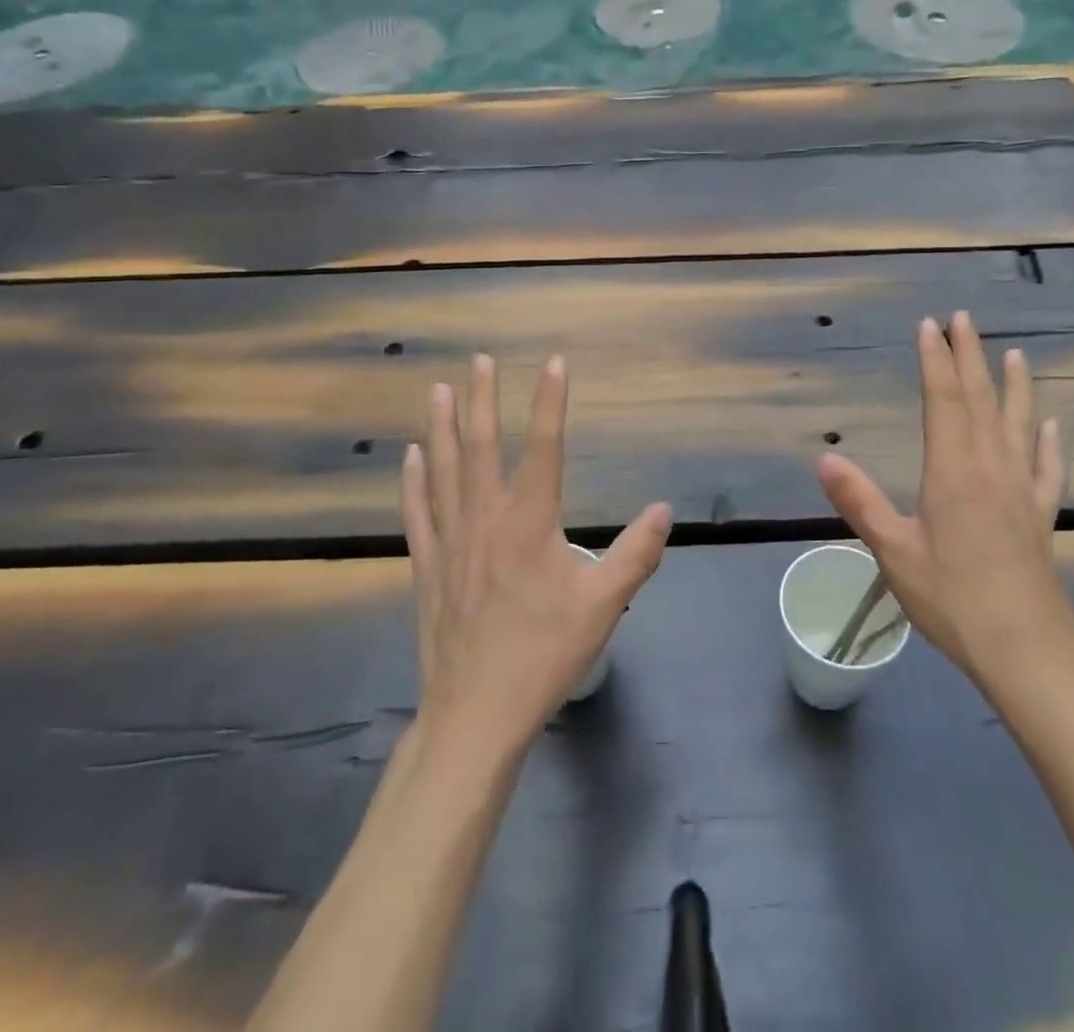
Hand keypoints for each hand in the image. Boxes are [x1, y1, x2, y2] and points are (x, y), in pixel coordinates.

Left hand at [403, 354, 670, 750]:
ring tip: (436, 389)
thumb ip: (636, 554)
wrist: (476, 713)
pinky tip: (411, 456)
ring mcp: (449, 540)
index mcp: (528, 524)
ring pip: (443, 470)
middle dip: (482, 398)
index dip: (550, 401)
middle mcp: (484, 519)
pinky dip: (413, 479)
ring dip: (442, 426)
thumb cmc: (543, 655)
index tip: (553, 361)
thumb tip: (662, 510)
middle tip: (478, 360)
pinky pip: (417, 511)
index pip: (544, 448)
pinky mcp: (426, 565)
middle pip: (481, 446)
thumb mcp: (603, 606)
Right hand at [816, 313, 1073, 701]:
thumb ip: (859, 502)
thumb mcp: (893, 552)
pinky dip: (1049, 443)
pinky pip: (1048, 469)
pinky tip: (1053, 427)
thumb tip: (824, 458)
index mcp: (953, 472)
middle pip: (982, 401)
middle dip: (970, 357)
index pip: (944, 401)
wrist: (1028, 654)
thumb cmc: (953, 601)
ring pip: (1019, 425)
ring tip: (1013, 354)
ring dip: (1014, 386)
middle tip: (963, 320)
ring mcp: (1022, 492)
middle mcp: (992, 470)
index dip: (935, 360)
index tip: (929, 325)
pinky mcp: (1042, 518)